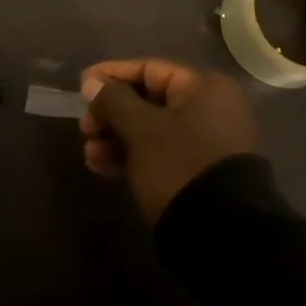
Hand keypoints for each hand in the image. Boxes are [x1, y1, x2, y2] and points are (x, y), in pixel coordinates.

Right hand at [79, 59, 258, 222]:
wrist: (223, 237)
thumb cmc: (179, 166)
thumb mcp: (140, 129)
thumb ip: (113, 101)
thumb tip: (92, 83)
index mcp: (203, 87)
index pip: (149, 69)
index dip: (111, 75)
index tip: (81, 86)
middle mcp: (211, 108)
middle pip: (148, 100)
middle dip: (111, 114)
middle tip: (85, 128)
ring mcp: (209, 141)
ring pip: (151, 129)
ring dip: (117, 138)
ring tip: (90, 156)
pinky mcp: (201, 171)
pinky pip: (162, 151)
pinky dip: (134, 155)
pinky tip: (104, 168)